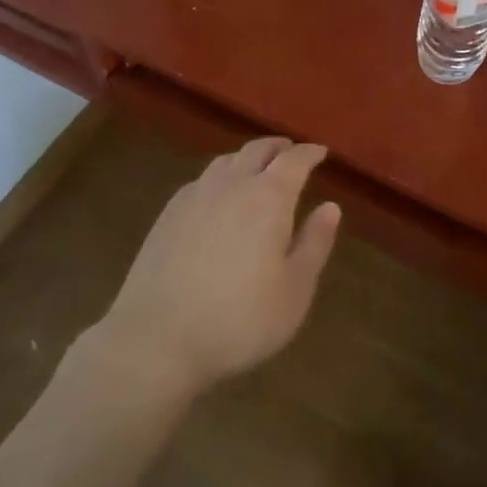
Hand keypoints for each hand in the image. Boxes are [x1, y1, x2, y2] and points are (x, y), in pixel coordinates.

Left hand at [91, 137, 340, 403]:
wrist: (156, 338)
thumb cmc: (239, 320)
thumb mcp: (294, 291)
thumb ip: (314, 244)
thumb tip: (330, 207)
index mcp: (269, 197)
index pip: (294, 160)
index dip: (310, 153)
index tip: (320, 152)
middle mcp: (233, 183)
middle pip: (258, 149)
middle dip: (278, 147)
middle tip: (290, 152)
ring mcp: (196, 195)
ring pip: (226, 160)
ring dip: (247, 158)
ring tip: (256, 170)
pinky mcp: (168, 213)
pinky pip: (202, 180)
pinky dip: (220, 177)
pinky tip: (217, 197)